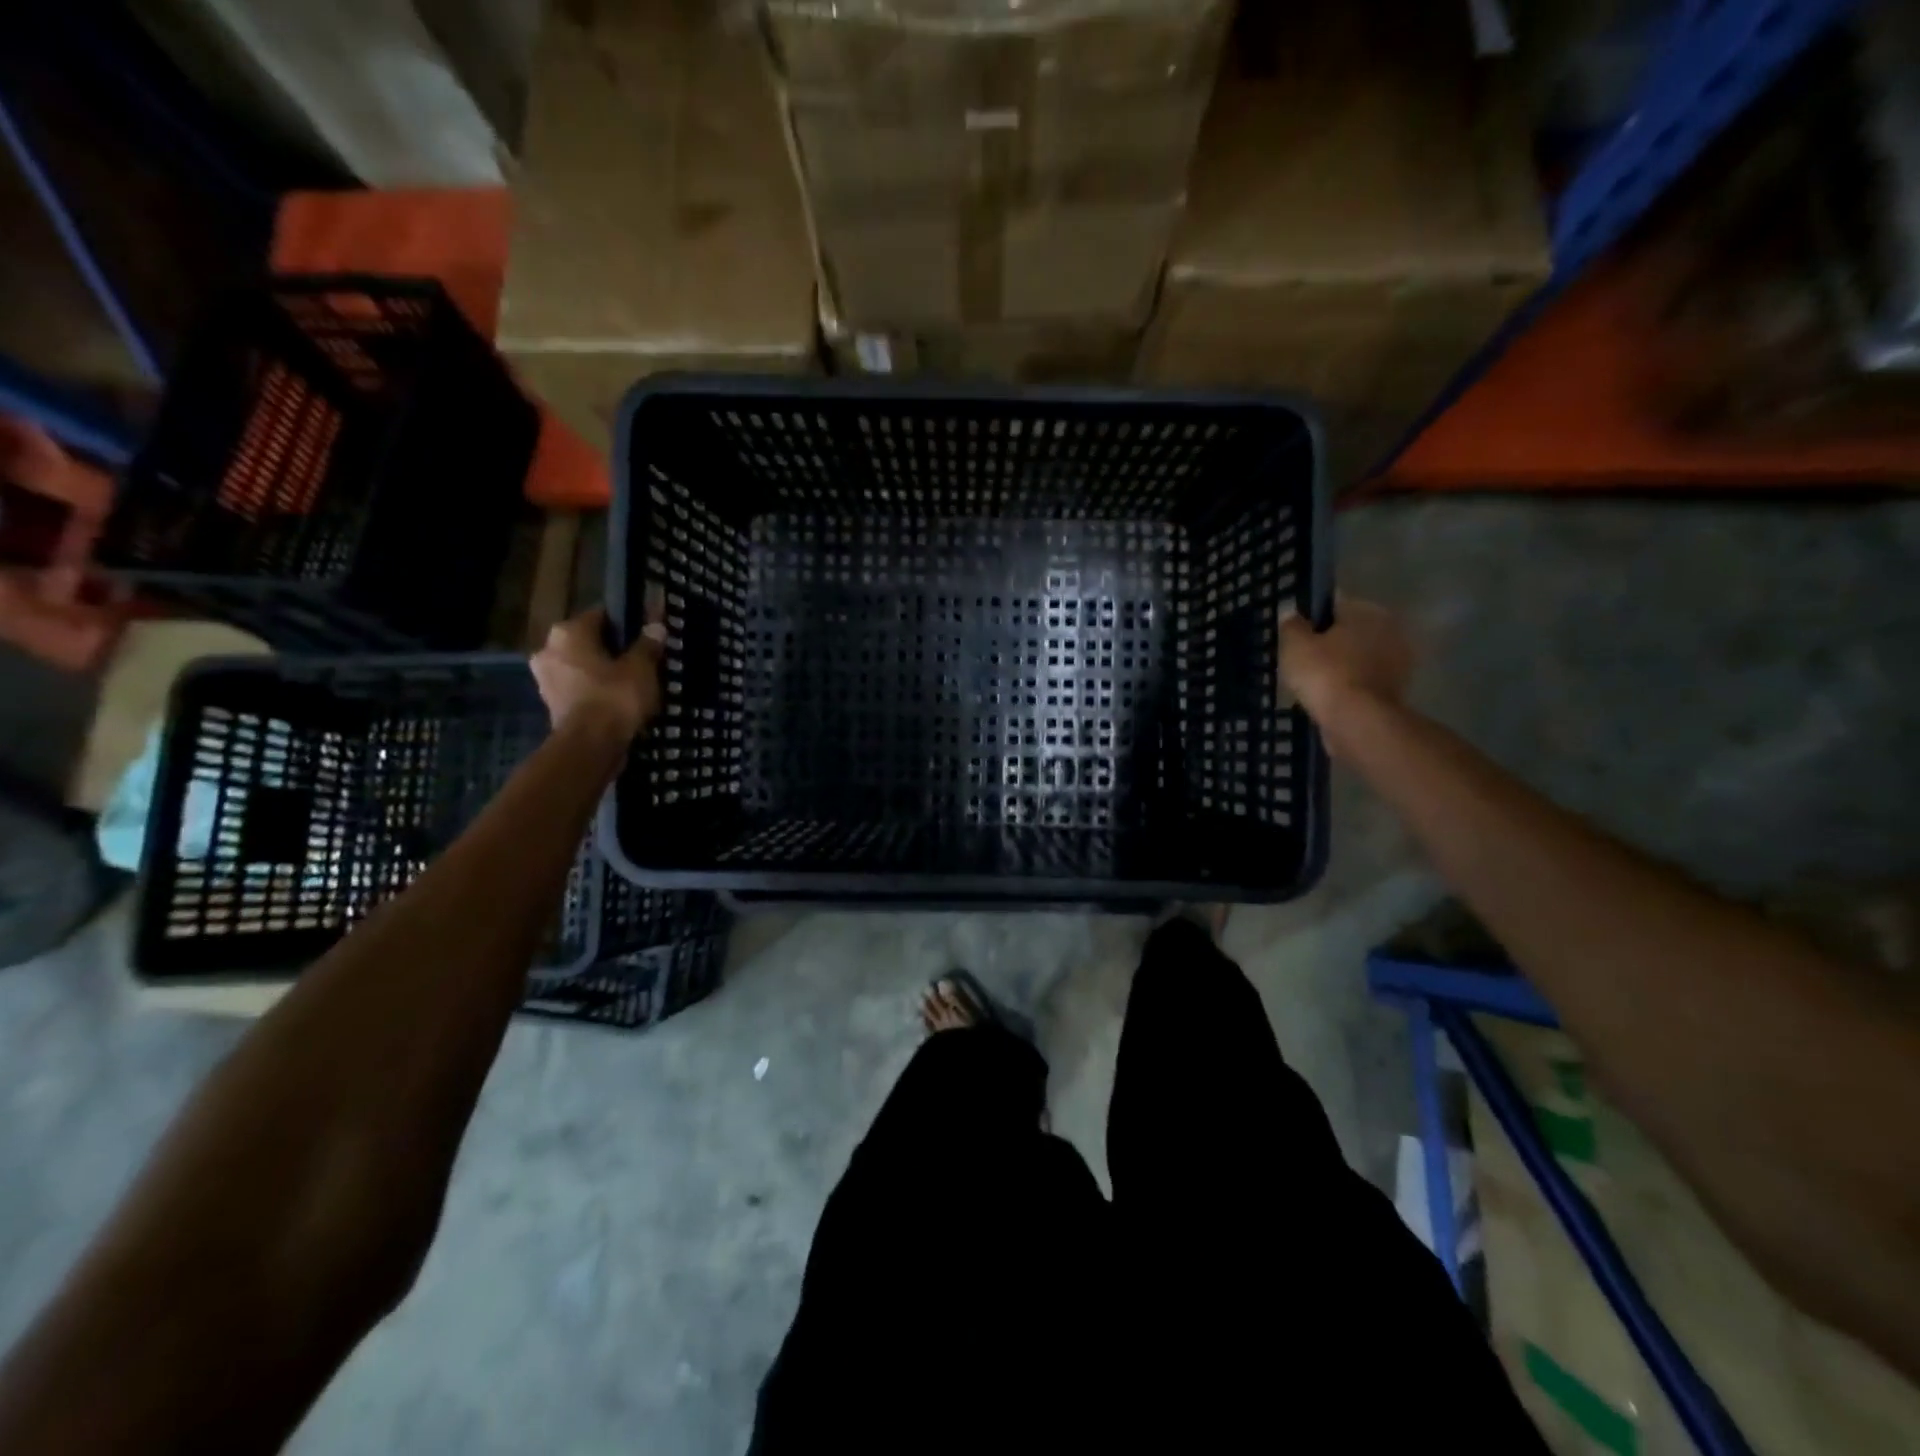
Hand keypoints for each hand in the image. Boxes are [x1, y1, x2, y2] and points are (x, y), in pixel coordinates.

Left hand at [530, 600, 665, 739]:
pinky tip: (617, 700)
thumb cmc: (614, 697)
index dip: (626, 623)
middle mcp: (549, 649)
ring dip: (602, 672)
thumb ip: (648, 645)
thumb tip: (655, 626)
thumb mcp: (641, 668)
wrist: (590, 746)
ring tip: (632, 683)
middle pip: (588, 641)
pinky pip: (579, 688)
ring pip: (582, 666)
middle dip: (612, 649)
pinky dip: (595, 691)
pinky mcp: (551, 703)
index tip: (645, 635)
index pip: (600, 615)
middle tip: (641, 660)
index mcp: (568, 632)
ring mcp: (546, 678)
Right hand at [1278, 595, 1412, 727]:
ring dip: (1341, 666)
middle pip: (1350, 632)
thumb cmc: (1325, 674)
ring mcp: (1398, 662)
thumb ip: (1292, 625)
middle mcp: (1390, 630)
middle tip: (1303, 659)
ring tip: (1313, 682)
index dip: (1312, 618)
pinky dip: (1349, 687)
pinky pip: (1363, 682)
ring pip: (1359, 658)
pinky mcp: (1396, 691)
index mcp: (1367, 611)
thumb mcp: (1295, 645)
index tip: (1295, 634)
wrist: (1357, 721)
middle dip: (1330, 643)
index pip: (1334, 604)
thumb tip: (1292, 614)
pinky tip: (1329, 698)